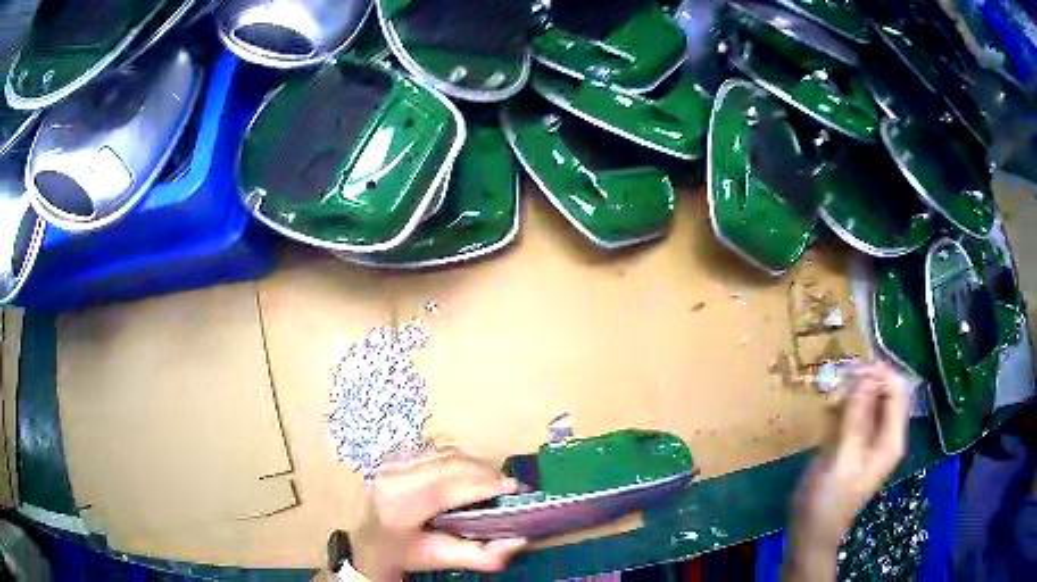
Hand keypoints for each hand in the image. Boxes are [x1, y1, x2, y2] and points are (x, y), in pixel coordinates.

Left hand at [351, 448, 526, 580]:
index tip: (514, 488)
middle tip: (508, 486)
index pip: (445, 488)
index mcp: (399, 507)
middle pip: (449, 464)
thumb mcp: (443, 560)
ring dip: (474, 465)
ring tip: (492, 481)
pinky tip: (469, 476)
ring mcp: (391, 463)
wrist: (369, 540)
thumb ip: (483, 556)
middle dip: (485, 472)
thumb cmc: (406, 552)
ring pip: (445, 454)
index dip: (482, 485)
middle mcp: (392, 478)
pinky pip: (436, 451)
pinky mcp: (395, 456)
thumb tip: (519, 540)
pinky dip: (459, 461)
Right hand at [785, 361, 908, 580]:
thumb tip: (866, 374)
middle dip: (865, 380)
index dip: (879, 374)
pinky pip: (856, 412)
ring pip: (870, 399)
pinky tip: (830, 407)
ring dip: (853, 391)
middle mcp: (886, 434)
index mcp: (892, 438)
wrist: (811, 530)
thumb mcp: (844, 456)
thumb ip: (857, 416)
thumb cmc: (829, 498)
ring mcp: (870, 439)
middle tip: (839, 381)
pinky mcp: (855, 443)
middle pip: (885, 391)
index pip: (897, 390)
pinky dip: (845, 404)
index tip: (851, 371)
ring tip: (833, 392)